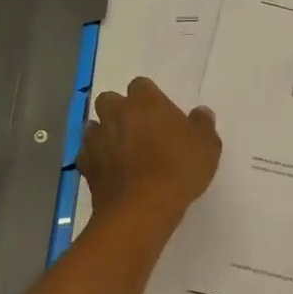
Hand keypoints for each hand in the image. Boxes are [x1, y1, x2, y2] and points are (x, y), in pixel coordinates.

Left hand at [79, 77, 221, 223]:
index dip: (149, 97)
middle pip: (109, 99)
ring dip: (105, 133)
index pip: (141, 85)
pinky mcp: (86, 165)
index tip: (160, 114)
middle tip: (137, 129)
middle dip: (119, 110)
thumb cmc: (178, 169)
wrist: (141, 208)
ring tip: (121, 150)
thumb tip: (201, 112)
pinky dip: (95, 159)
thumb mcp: (207, 146)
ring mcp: (97, 138)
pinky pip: (87, 154)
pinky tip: (108, 171)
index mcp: (145, 101)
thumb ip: (202, 124)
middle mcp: (116, 112)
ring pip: (94, 125)